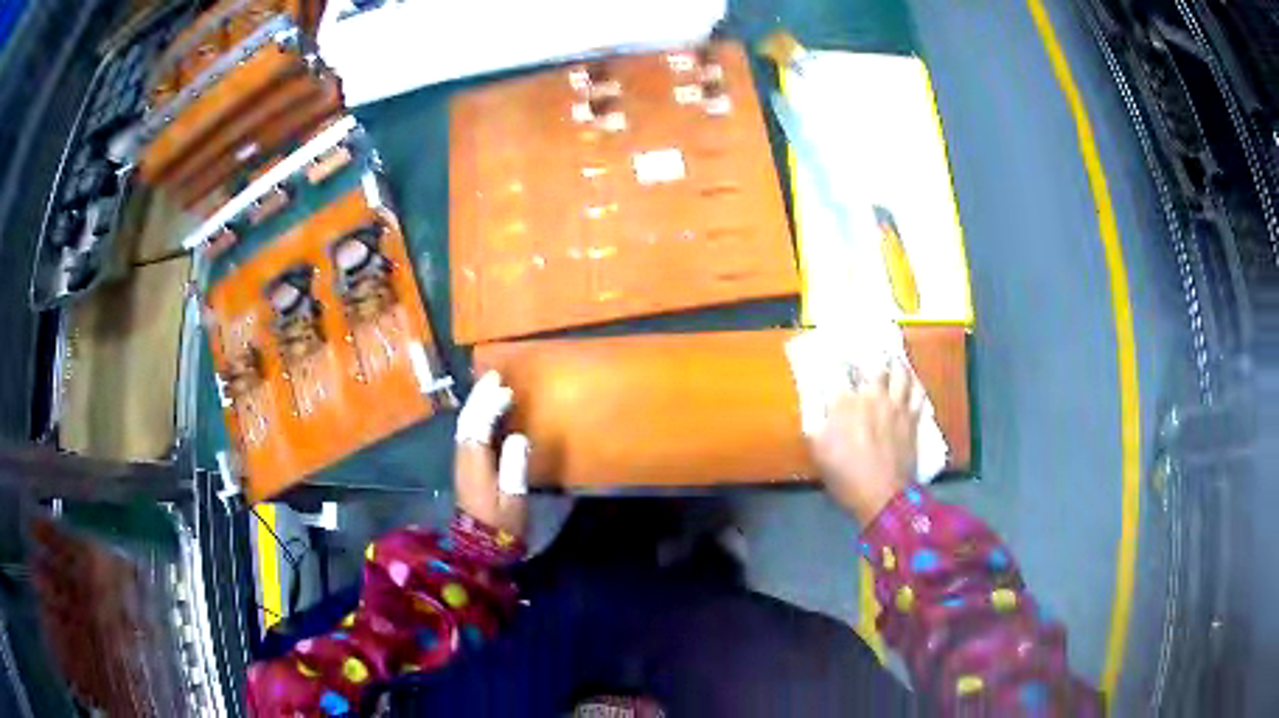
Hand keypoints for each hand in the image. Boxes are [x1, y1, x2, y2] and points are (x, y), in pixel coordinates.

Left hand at [455, 372, 528, 536]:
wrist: (478, 548)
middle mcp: (464, 457)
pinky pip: (468, 432)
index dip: (490, 404)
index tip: (507, 390)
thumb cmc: (501, 525)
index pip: (478, 425)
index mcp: (475, 462)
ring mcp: (462, 462)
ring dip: (476, 404)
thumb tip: (519, 436)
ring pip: (465, 424)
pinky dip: (476, 417)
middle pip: (467, 419)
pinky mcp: (465, 467)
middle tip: (495, 376)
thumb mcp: (513, 500)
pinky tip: (486, 414)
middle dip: (479, 396)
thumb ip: (515, 467)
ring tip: (491, 388)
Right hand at [810, 361, 922, 523]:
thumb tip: (812, 398)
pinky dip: (914, 383)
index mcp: (845, 403)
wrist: (882, 495)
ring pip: (900, 373)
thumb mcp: (817, 450)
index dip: (834, 358)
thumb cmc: (845, 475)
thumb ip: (813, 419)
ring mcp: (896, 406)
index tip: (831, 352)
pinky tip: (912, 380)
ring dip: (895, 361)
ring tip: (891, 355)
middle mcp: (873, 396)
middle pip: (874, 363)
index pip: (838, 371)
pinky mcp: (912, 418)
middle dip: (869, 352)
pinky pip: (917, 392)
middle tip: (866, 346)